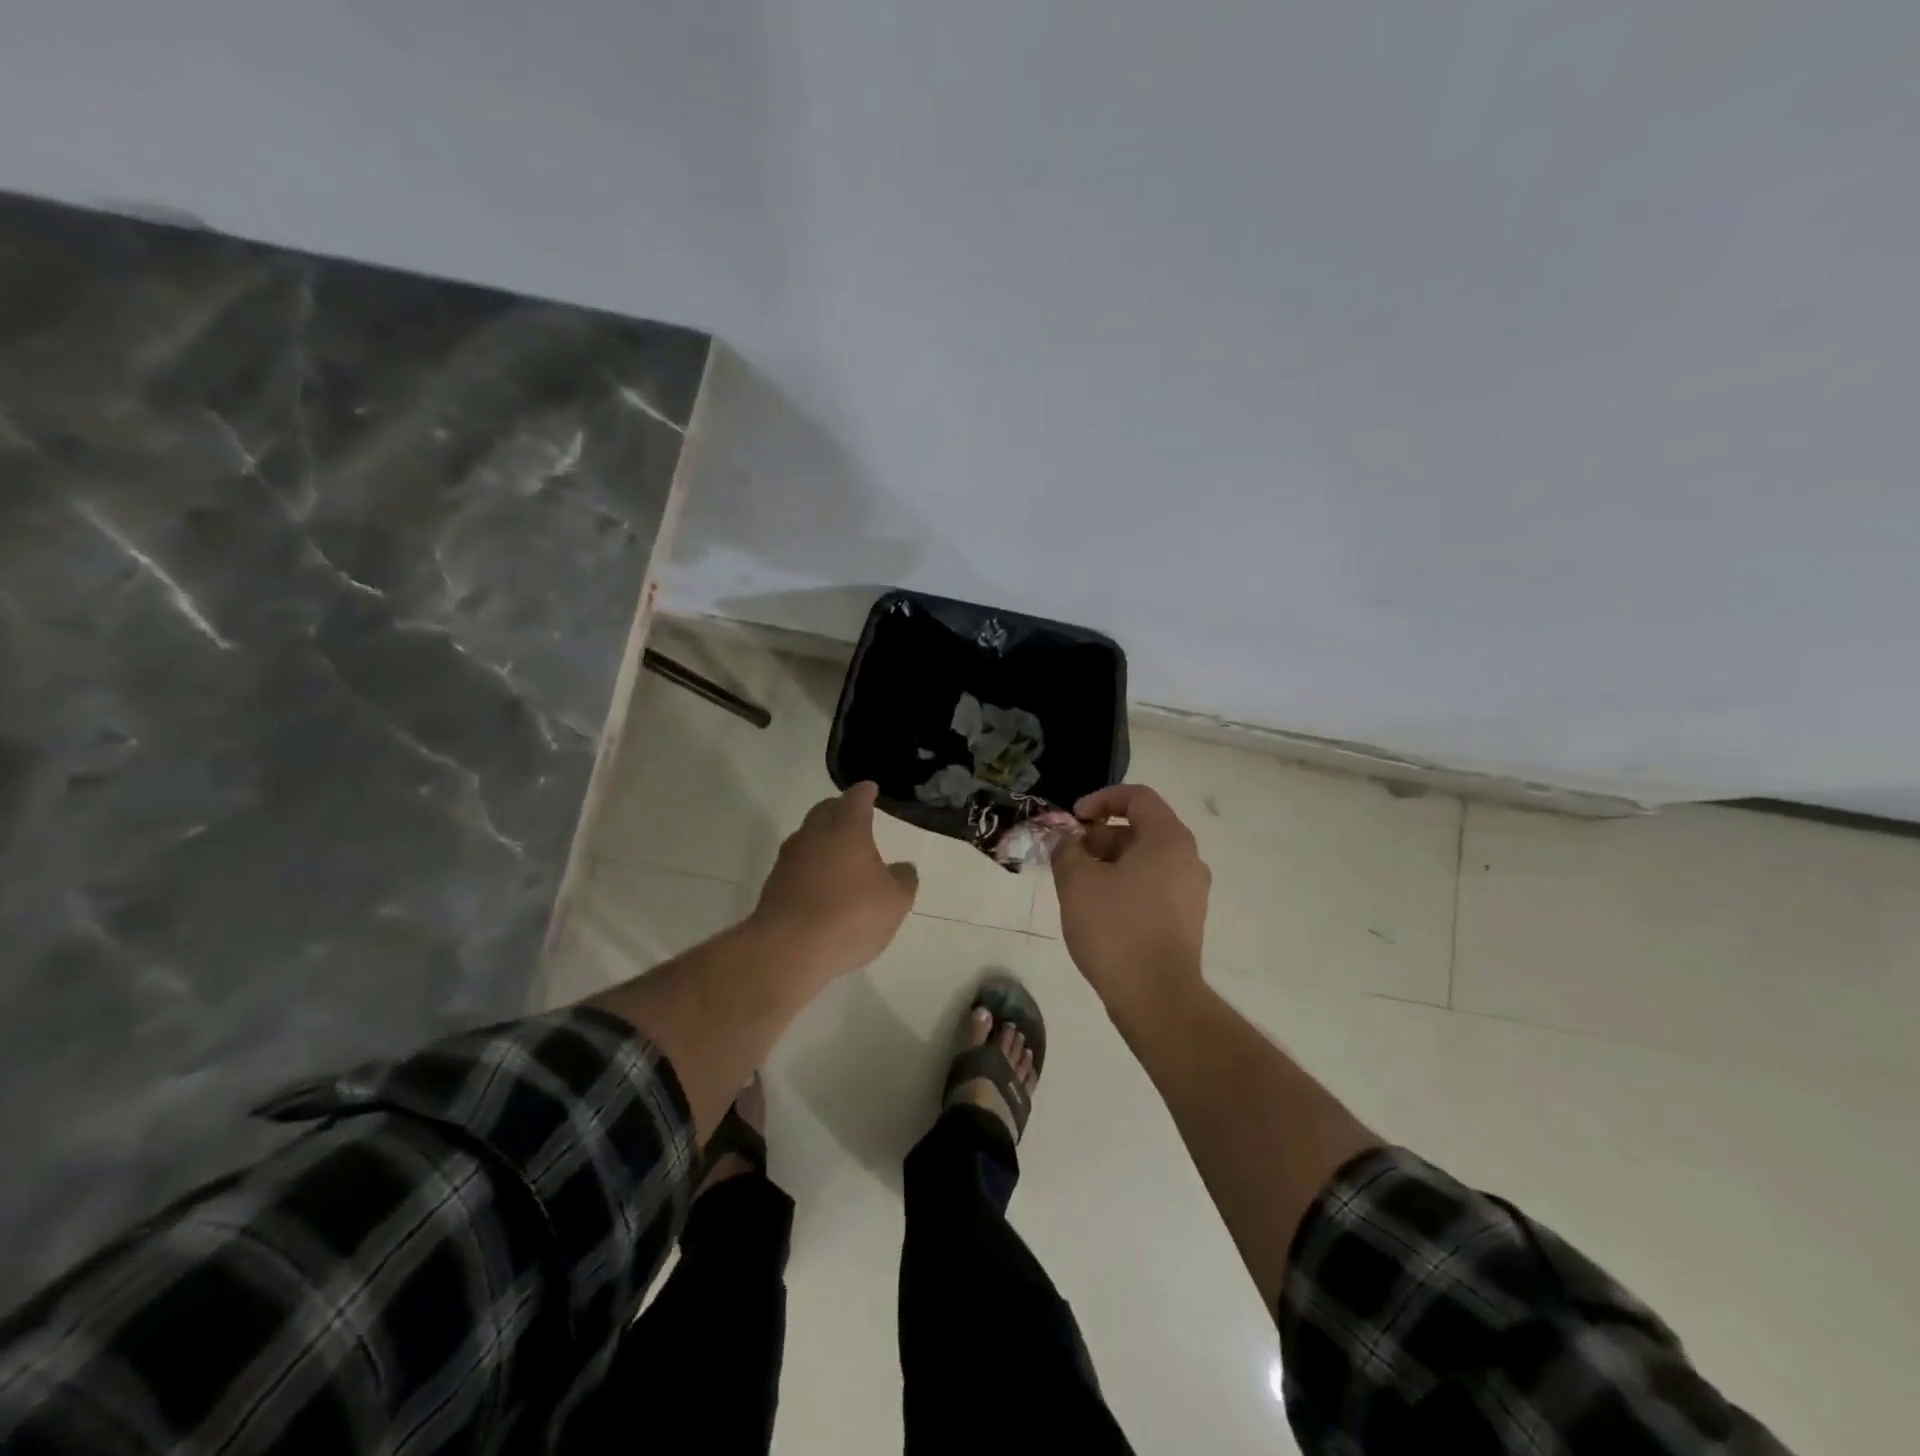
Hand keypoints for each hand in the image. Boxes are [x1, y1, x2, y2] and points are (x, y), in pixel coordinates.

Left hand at [748, 782, 918, 979]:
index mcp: (846, 827)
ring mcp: (789, 859)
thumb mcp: (895, 900)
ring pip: (808, 837)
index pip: (856, 799)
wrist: (788, 949)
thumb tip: (903, 868)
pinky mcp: (773, 885)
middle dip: (839, 809)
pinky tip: (822, 884)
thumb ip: (903, 879)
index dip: (865, 792)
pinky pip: (797, 865)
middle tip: (853, 814)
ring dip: (823, 839)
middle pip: (825, 811)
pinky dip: (811, 867)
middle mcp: (814, 834)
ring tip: (840, 852)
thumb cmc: (851, 914)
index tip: (870, 789)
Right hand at [1051, 784, 1210, 1014]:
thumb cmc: (1116, 929)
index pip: (1137, 796)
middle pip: (1140, 828)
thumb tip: (1068, 842)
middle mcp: (1188, 858)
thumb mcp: (1077, 882)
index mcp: (1168, 839)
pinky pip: (1153, 885)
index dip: (1101, 799)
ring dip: (1109, 862)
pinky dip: (1125, 884)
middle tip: (1070, 858)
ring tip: (1078, 887)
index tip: (1074, 820)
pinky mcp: (1187, 919)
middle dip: (1100, 836)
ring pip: (1145, 859)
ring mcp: (1191, 891)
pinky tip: (1099, 910)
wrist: (1156, 998)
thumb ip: (1067, 850)